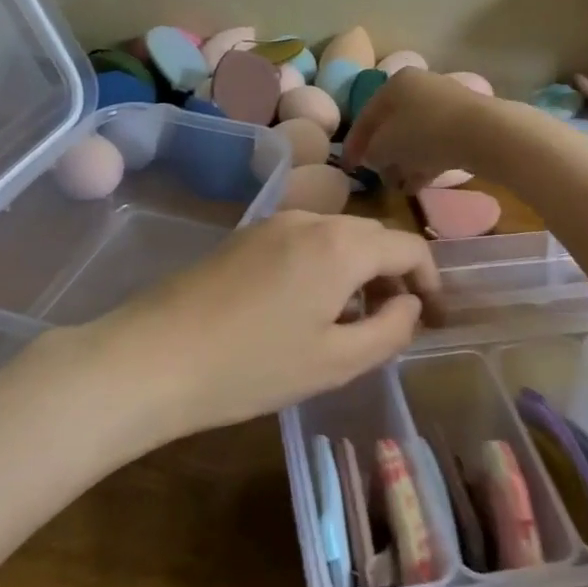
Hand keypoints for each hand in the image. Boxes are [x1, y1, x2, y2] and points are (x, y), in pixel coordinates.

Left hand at [61, 211, 443, 446]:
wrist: (153, 357)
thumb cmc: (252, 367)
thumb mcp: (335, 362)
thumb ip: (389, 329)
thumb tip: (409, 304)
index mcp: (340, 245)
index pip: (407, 245)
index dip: (431, 278)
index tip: (434, 315)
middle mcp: (309, 220)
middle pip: (371, 235)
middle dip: (394, 272)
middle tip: (398, 320)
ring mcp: (271, 224)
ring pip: (335, 236)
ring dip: (358, 269)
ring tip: (353, 319)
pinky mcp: (243, 236)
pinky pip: (303, 241)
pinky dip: (324, 265)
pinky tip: (307, 307)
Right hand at [341, 67, 508, 191]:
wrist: (484, 133)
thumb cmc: (424, 133)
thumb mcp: (385, 146)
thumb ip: (371, 152)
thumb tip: (373, 157)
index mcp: (395, 84)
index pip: (365, 116)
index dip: (353, 145)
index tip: (348, 168)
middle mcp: (419, 87)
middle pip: (392, 125)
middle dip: (382, 154)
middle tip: (376, 177)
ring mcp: (445, 103)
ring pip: (415, 136)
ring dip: (404, 161)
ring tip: (398, 186)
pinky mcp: (465, 122)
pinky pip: (436, 143)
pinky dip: (425, 162)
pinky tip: (418, 184)